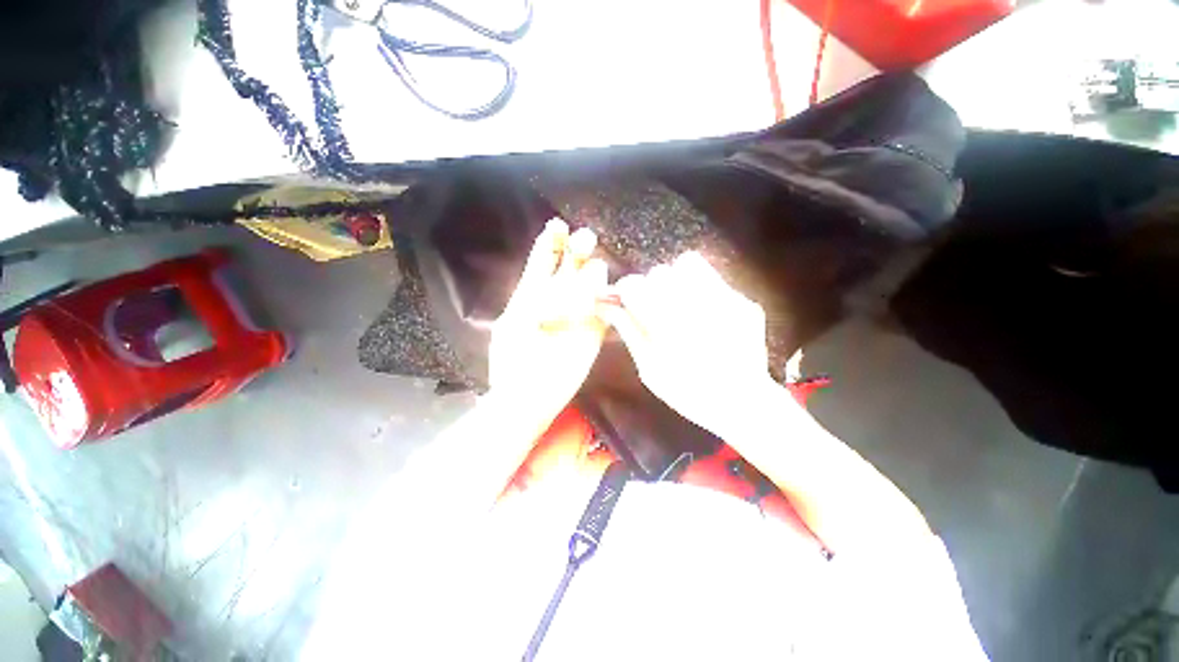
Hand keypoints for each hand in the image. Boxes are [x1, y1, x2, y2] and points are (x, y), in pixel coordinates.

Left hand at [488, 219, 609, 425]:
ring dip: (592, 270)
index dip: (552, 241)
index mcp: (534, 293)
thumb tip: (549, 278)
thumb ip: (530, 297)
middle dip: (577, 247)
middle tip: (583, 239)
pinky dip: (608, 295)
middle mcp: (559, 298)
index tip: (558, 226)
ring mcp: (580, 313)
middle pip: (573, 264)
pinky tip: (605, 288)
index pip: (545, 259)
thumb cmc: (513, 360)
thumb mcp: (513, 322)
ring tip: (590, 265)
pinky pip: (606, 307)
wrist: (528, 396)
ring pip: (593, 281)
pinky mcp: (595, 331)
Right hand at [599, 251, 778, 436]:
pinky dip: (698, 286)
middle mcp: (697, 306)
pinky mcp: (744, 301)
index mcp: (668, 326)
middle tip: (653, 308)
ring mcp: (726, 300)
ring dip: (674, 279)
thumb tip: (605, 304)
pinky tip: (701, 310)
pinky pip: (713, 278)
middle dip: (649, 286)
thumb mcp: (648, 367)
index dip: (623, 290)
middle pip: (659, 272)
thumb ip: (628, 330)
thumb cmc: (687, 392)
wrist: (742, 403)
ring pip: (687, 264)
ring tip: (677, 302)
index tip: (623, 300)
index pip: (634, 286)